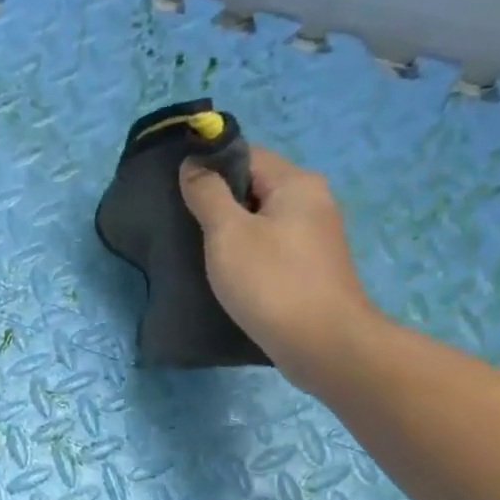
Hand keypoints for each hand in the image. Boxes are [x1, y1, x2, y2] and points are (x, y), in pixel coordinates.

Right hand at [179, 145, 379, 389]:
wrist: (322, 343)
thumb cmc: (271, 282)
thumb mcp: (228, 234)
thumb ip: (207, 195)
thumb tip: (193, 163)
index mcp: (296, 183)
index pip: (246, 155)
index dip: (209, 167)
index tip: (177, 190)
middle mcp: (313, 201)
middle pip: (255, 187)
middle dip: (218, 201)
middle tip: (182, 223)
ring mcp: (316, 236)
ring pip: (262, 219)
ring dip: (231, 231)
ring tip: (198, 251)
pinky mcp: (311, 268)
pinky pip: (271, 246)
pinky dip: (247, 253)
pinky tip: (227, 274)